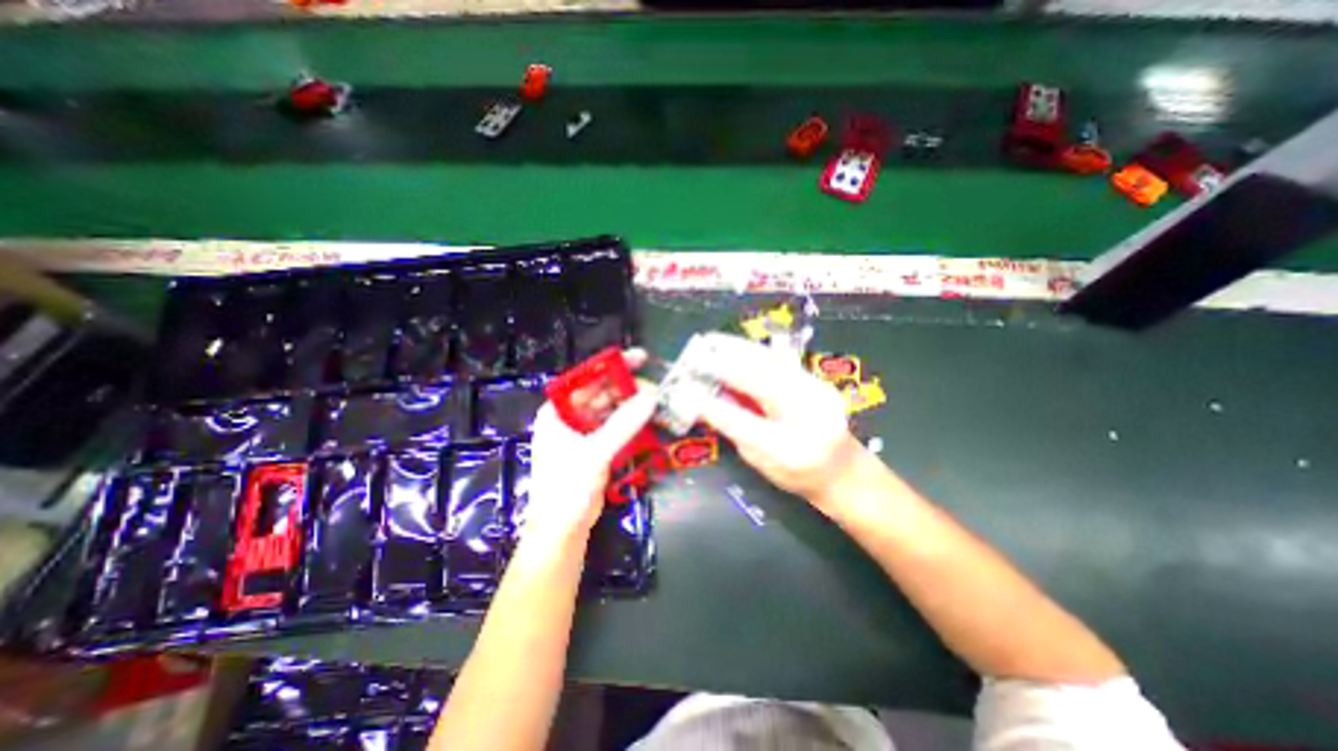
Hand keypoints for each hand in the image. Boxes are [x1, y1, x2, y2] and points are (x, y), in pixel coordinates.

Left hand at [527, 352, 661, 544]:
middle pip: (602, 393)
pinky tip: (647, 420)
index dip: (613, 366)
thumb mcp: (595, 452)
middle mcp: (569, 418)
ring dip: (632, 406)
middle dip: (628, 388)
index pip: (587, 379)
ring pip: (611, 411)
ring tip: (656, 402)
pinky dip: (630, 423)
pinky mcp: (595, 448)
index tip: (640, 358)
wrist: (561, 530)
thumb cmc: (568, 487)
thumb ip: (624, 423)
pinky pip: (615, 428)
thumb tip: (652, 396)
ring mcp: (583, 434)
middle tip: (656, 387)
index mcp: (558, 411)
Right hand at [694, 335, 862, 514]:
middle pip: (763, 383)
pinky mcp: (818, 381)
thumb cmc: (797, 474)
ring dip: (740, 350)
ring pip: (774, 365)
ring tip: (714, 341)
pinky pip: (781, 362)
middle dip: (727, 365)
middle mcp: (808, 419)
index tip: (690, 392)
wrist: (843, 470)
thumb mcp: (760, 461)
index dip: (715, 407)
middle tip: (700, 353)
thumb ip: (736, 430)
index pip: (745, 425)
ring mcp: (818, 395)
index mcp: (789, 451)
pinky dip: (756, 352)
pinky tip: (738, 347)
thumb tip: (708, 401)